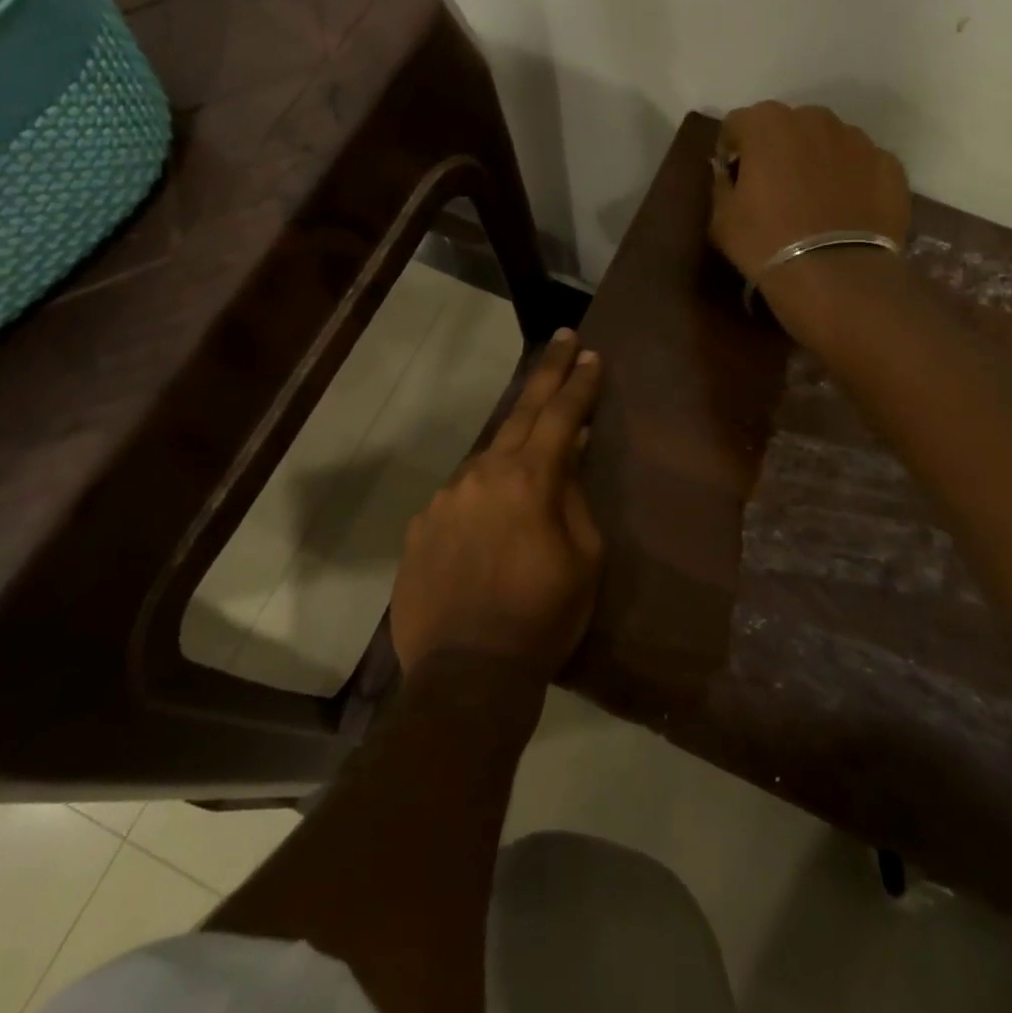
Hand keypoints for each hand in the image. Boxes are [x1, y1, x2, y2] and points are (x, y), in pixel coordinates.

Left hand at [390, 330, 603, 678]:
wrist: (466, 673)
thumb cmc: (542, 617)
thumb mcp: (584, 559)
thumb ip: (575, 498)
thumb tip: (571, 457)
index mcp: (528, 480)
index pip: (561, 416)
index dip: (578, 384)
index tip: (590, 354)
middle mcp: (482, 474)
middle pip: (521, 414)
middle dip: (546, 375)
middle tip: (561, 340)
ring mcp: (445, 497)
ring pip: (487, 456)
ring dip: (512, 445)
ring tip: (532, 450)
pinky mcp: (421, 524)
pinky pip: (461, 495)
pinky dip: (482, 491)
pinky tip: (491, 514)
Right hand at [710, 101, 911, 324]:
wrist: (835, 275)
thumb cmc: (765, 243)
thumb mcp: (721, 219)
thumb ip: (722, 184)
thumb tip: (728, 173)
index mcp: (767, 124)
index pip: (739, 123)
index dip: (733, 150)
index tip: (734, 178)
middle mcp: (814, 118)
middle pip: (788, 126)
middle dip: (779, 150)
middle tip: (775, 190)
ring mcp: (858, 139)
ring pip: (829, 142)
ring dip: (818, 162)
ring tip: (815, 203)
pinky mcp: (890, 165)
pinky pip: (862, 166)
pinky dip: (852, 181)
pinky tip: (846, 214)